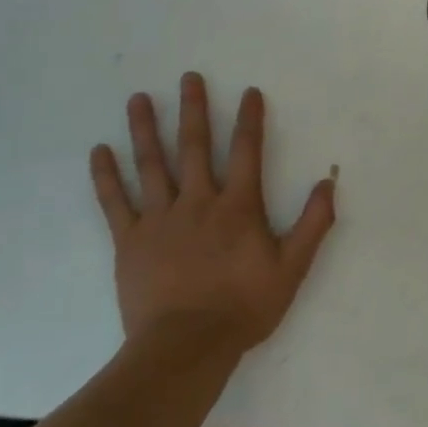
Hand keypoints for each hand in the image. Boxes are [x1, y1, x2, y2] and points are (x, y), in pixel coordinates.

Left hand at [89, 74, 335, 350]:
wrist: (185, 349)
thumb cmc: (242, 307)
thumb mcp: (292, 268)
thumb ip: (312, 223)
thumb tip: (329, 183)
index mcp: (237, 206)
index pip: (246, 151)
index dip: (250, 119)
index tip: (249, 91)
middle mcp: (198, 202)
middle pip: (195, 146)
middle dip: (194, 109)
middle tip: (189, 77)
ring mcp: (159, 220)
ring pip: (152, 165)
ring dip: (145, 129)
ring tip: (138, 98)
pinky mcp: (129, 242)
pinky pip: (114, 203)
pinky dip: (106, 176)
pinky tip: (99, 151)